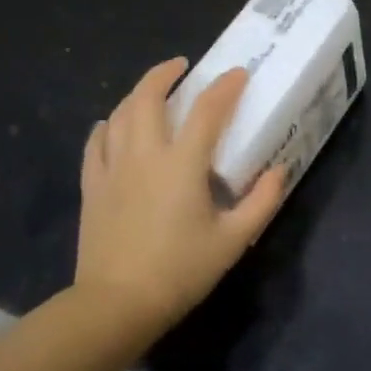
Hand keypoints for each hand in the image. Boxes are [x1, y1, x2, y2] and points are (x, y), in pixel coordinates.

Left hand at [73, 58, 284, 345]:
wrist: (117, 303)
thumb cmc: (180, 270)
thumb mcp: (233, 240)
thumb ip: (262, 201)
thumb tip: (278, 171)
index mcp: (182, 164)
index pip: (207, 110)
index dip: (225, 87)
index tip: (238, 74)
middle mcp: (144, 155)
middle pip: (148, 97)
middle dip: (165, 73)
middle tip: (182, 66)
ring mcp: (112, 168)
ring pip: (120, 114)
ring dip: (138, 94)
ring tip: (152, 90)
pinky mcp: (92, 186)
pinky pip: (96, 143)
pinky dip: (107, 125)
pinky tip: (112, 125)